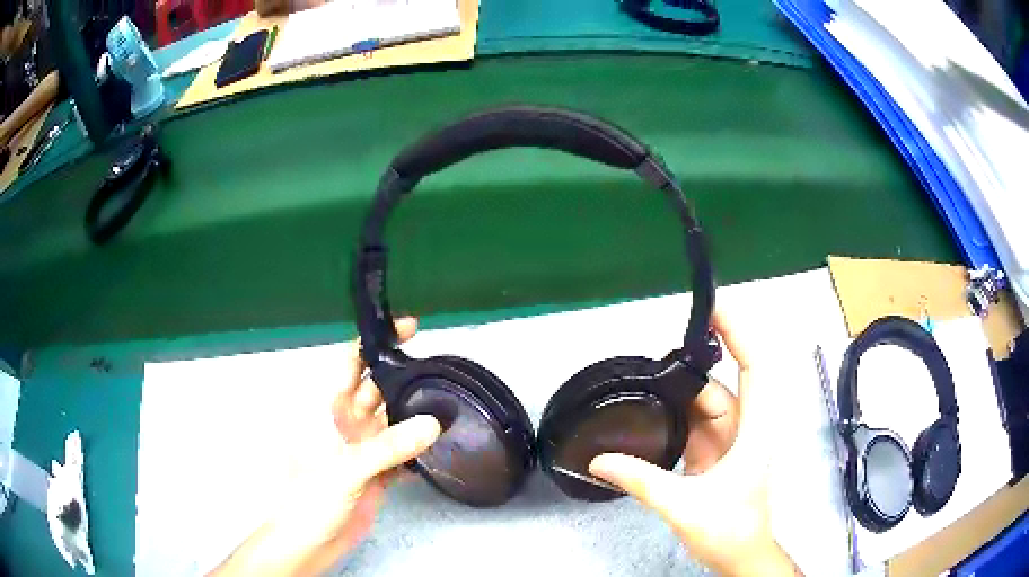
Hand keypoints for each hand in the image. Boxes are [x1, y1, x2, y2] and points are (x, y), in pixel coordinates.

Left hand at [211, 318, 439, 576]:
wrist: (309, 542)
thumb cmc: (310, 499)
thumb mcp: (346, 468)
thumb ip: (387, 447)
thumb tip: (432, 423)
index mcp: (329, 410)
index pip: (352, 363)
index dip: (376, 342)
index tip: (409, 327)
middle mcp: (347, 424)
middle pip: (378, 389)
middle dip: (404, 376)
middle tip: (441, 368)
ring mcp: (362, 449)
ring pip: (393, 421)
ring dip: (415, 415)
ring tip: (448, 402)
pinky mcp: (376, 473)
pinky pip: (401, 454)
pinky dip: (418, 450)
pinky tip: (438, 446)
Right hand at [589, 311, 799, 576]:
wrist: (739, 556)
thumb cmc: (730, 531)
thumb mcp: (685, 506)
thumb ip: (642, 480)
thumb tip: (599, 461)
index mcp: (754, 431)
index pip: (755, 368)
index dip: (738, 333)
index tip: (713, 310)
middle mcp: (745, 428)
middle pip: (720, 385)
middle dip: (692, 368)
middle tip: (654, 357)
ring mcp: (729, 441)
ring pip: (705, 405)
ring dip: (679, 395)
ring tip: (645, 383)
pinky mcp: (713, 453)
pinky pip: (694, 424)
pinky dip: (675, 415)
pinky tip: (653, 410)